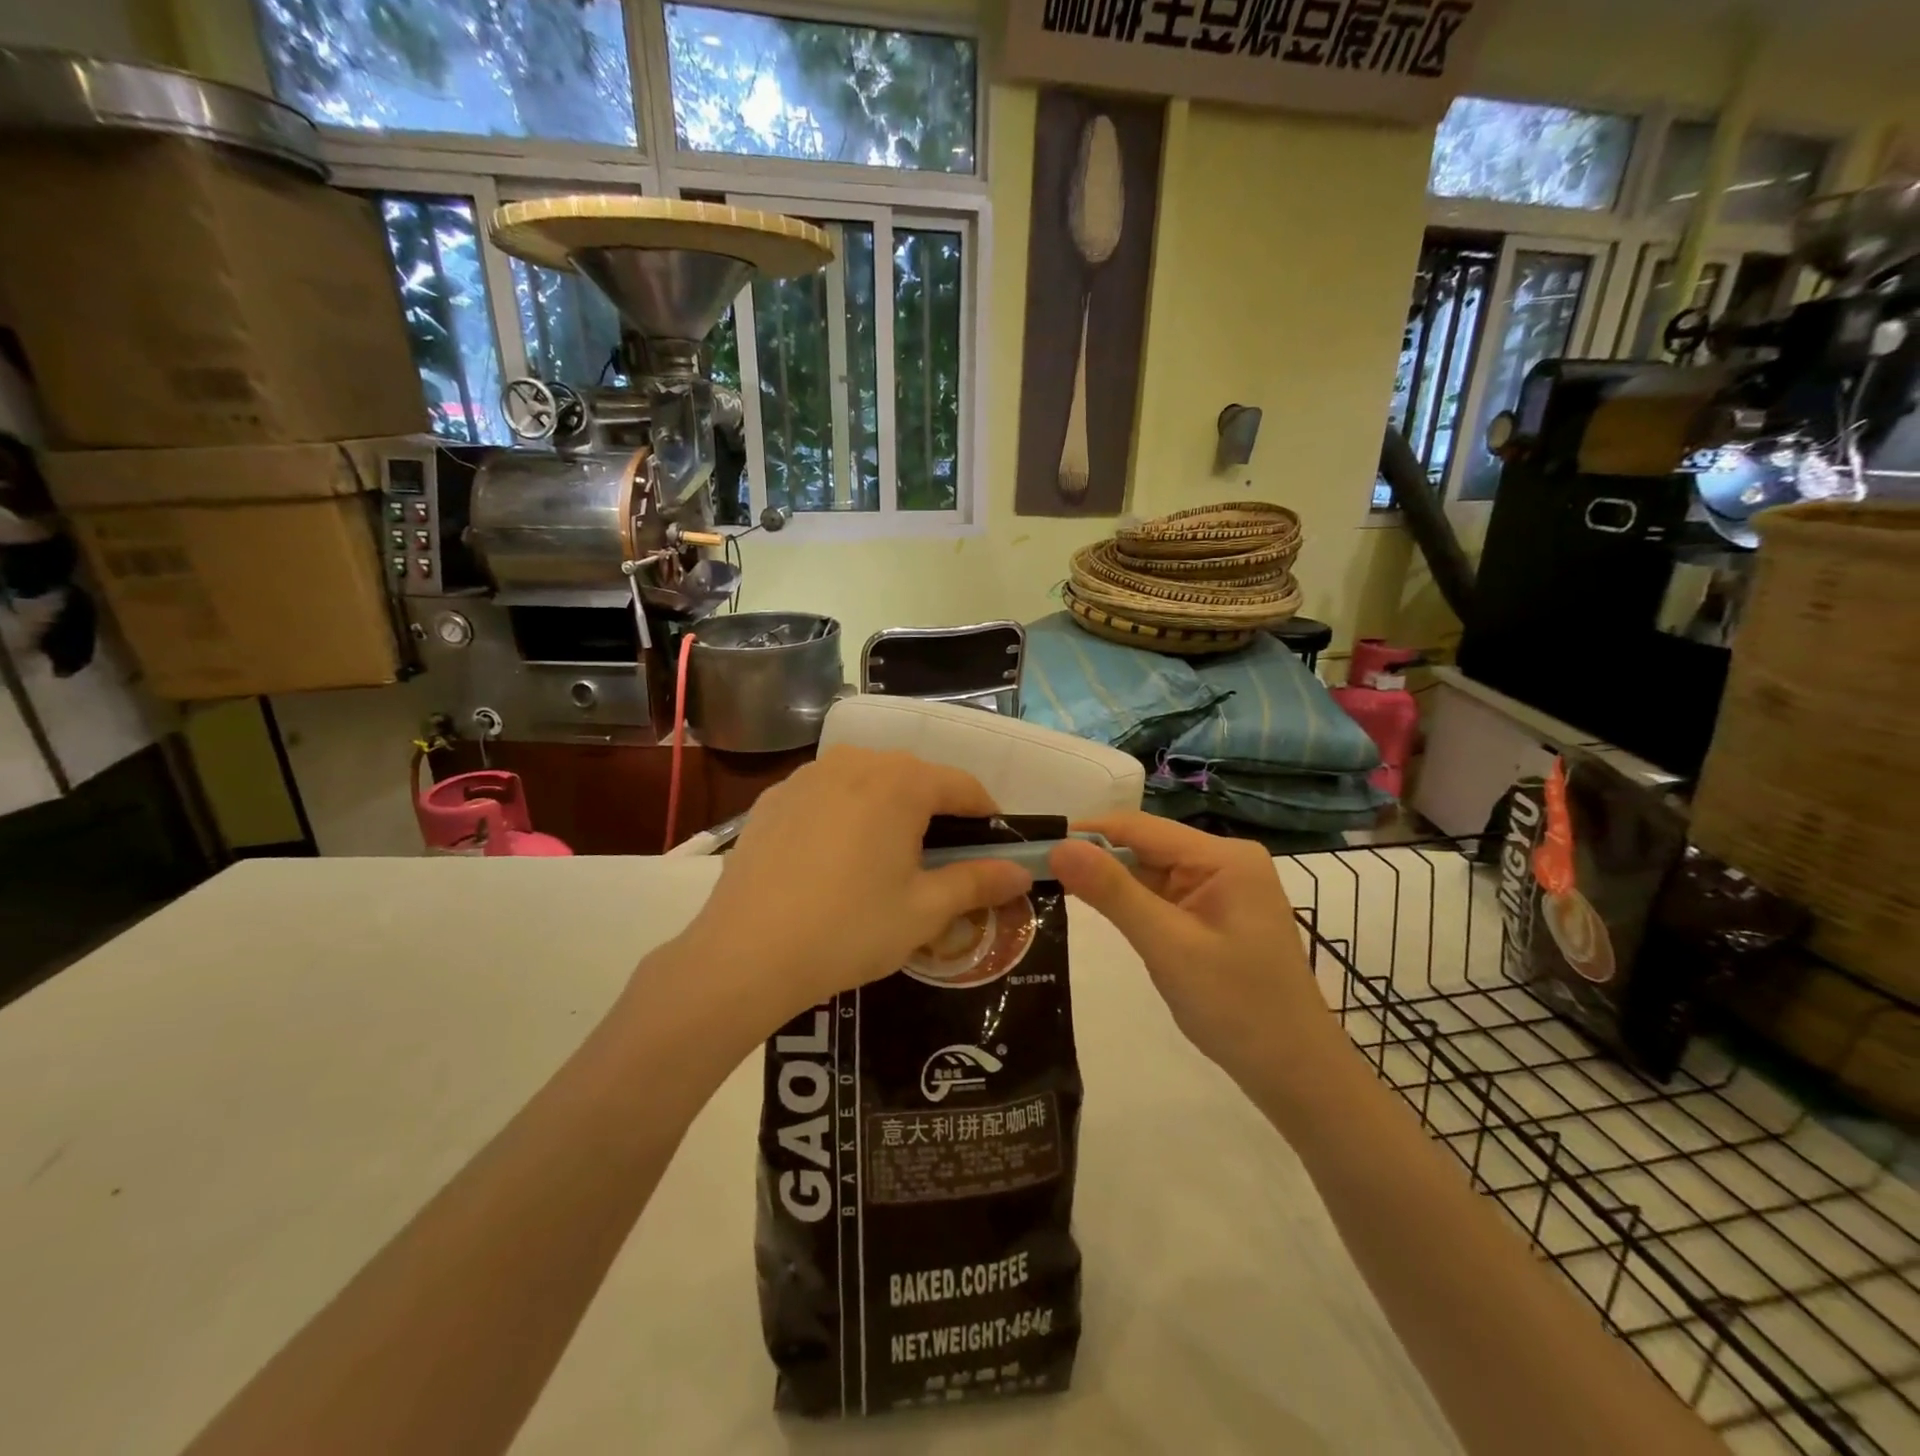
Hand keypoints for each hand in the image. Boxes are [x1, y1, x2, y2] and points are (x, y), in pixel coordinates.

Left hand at [683, 748, 1031, 1029]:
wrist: (745, 954)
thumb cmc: (849, 929)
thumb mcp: (924, 911)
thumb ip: (978, 882)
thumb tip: (1021, 872)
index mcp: (902, 782)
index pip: (964, 786)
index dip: (987, 817)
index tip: (996, 850)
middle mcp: (856, 761)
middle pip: (915, 779)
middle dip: (937, 815)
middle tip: (942, 864)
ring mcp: (808, 775)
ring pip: (869, 783)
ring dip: (890, 811)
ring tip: (886, 862)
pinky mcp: (774, 797)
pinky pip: (827, 796)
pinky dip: (845, 816)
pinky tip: (834, 861)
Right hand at [1049, 813, 1346, 1094]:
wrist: (1295, 1074)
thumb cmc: (1237, 1009)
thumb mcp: (1168, 947)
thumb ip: (1113, 893)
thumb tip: (1059, 846)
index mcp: (1224, 857)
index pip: (1140, 828)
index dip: (1086, 833)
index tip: (1034, 844)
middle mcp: (1224, 861)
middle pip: (1145, 846)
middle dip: (1094, 857)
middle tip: (1035, 869)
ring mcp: (1221, 888)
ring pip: (1150, 870)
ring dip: (1109, 879)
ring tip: (1052, 884)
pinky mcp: (1213, 913)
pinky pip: (1162, 894)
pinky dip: (1130, 901)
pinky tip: (1095, 906)